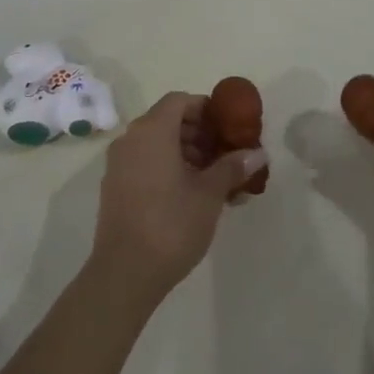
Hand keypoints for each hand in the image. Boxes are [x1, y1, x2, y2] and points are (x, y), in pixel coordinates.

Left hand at [90, 92, 267, 299]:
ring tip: (215, 179)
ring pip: (157, 144)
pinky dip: (169, 168)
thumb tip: (258, 153)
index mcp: (152, 131)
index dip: (206, 109)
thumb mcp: (209, 194)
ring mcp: (119, 164)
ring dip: (187, 153)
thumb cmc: (171, 224)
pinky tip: (193, 195)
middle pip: (168, 121)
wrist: (125, 273)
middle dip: (199, 134)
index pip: (180, 101)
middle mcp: (131, 140)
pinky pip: (146, 163)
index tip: (227, 128)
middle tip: (226, 154)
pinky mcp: (115, 188)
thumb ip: (232, 167)